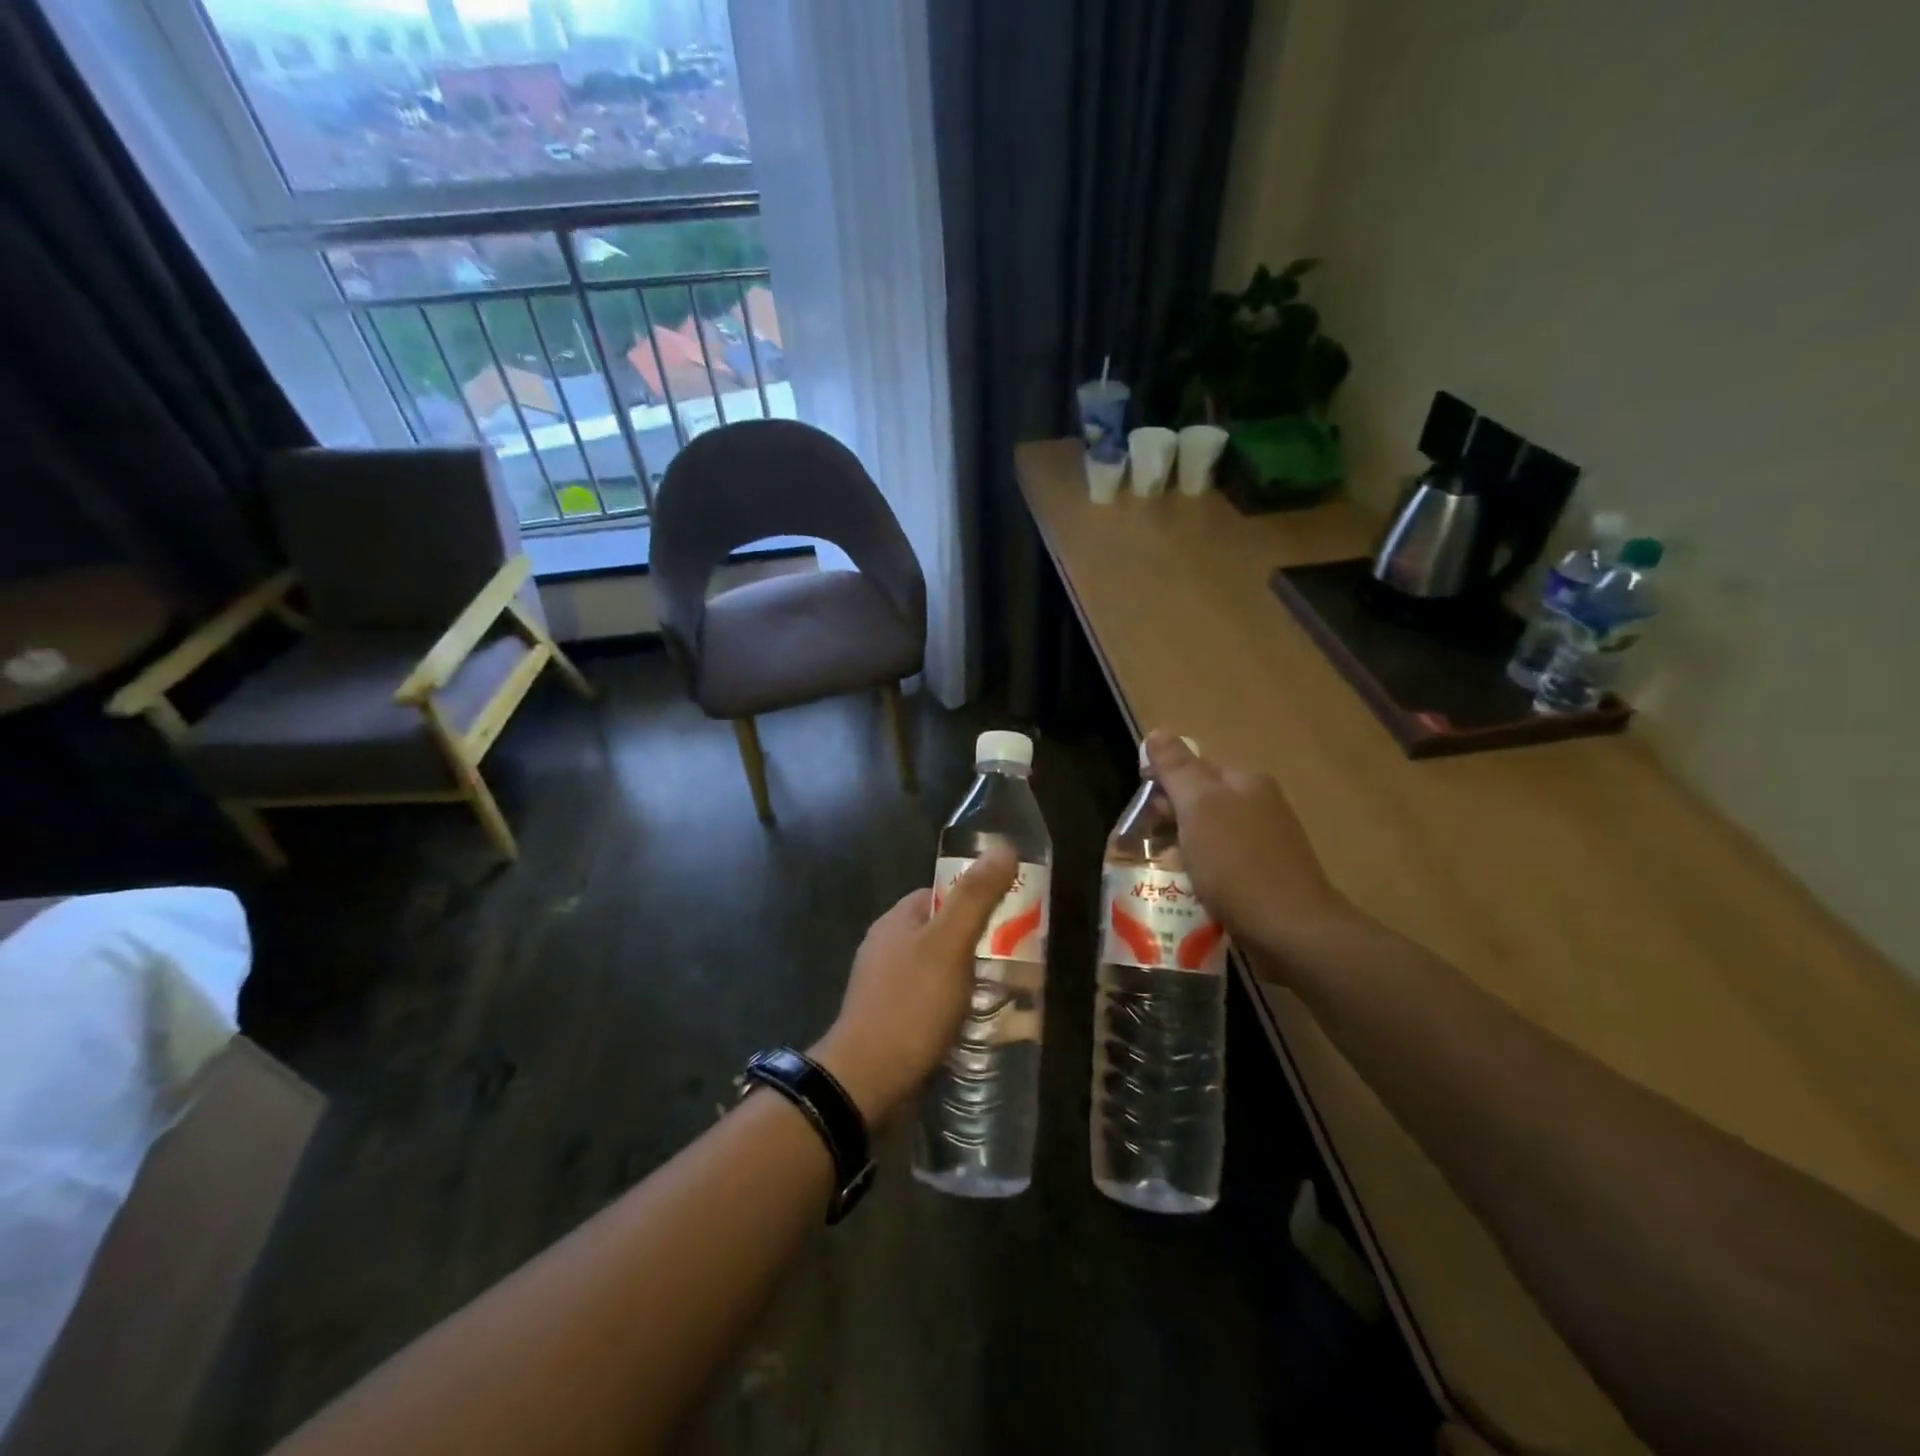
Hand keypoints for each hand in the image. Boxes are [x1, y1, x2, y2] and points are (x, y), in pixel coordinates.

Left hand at [812, 847, 1017, 1124]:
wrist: (866, 1081)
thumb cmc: (910, 1005)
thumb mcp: (950, 945)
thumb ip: (975, 897)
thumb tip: (1003, 846)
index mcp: (896, 921)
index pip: (941, 894)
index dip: (975, 900)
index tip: (1010, 916)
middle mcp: (886, 947)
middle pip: (940, 932)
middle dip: (976, 943)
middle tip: (1014, 959)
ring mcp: (884, 986)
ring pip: (936, 970)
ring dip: (967, 978)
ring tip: (1003, 994)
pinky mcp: (889, 1021)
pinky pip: (928, 1002)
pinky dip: (951, 1007)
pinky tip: (973, 1023)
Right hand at [1144, 731, 1357, 978]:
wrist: (1292, 931)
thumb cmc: (1238, 864)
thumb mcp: (1199, 808)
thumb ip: (1177, 769)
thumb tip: (1158, 733)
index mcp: (1245, 781)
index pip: (1193, 767)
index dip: (1162, 785)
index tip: (1141, 813)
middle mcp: (1260, 804)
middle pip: (1201, 801)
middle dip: (1170, 819)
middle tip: (1146, 846)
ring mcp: (1267, 842)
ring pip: (1209, 834)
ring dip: (1183, 849)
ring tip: (1163, 872)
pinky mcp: (1267, 876)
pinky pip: (1223, 863)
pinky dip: (1203, 872)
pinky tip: (1191, 890)